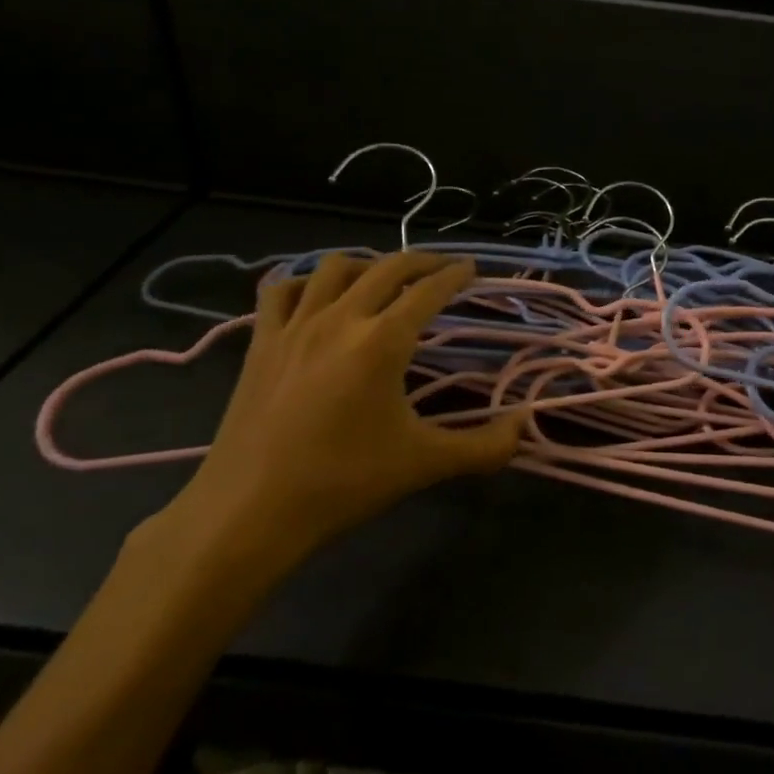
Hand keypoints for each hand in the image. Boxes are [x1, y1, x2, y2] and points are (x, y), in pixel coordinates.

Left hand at [162, 251, 522, 585]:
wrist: (248, 512)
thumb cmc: (342, 483)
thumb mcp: (424, 465)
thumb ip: (484, 447)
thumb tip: (525, 425)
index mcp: (383, 341)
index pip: (428, 291)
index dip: (455, 275)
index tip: (471, 268)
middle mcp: (340, 319)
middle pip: (387, 267)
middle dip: (421, 261)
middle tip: (441, 269)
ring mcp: (295, 326)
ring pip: (334, 267)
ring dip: (366, 264)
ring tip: (382, 278)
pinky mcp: (261, 343)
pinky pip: (281, 291)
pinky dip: (304, 282)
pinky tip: (316, 295)